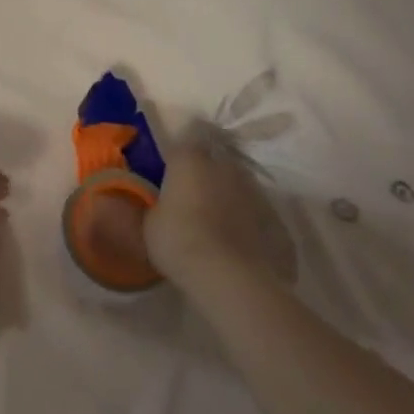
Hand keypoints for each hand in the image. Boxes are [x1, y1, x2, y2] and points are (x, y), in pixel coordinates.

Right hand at [144, 128, 296, 294]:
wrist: (230, 279)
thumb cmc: (179, 241)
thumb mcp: (148, 224)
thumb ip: (149, 206)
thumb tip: (136, 202)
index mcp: (191, 160)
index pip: (189, 135)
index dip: (184, 148)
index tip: (176, 163)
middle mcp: (226, 167)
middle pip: (218, 160)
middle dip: (209, 173)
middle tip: (195, 196)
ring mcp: (256, 193)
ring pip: (241, 186)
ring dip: (230, 197)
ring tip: (218, 224)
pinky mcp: (277, 221)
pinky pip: (259, 216)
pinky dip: (250, 225)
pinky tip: (240, 247)